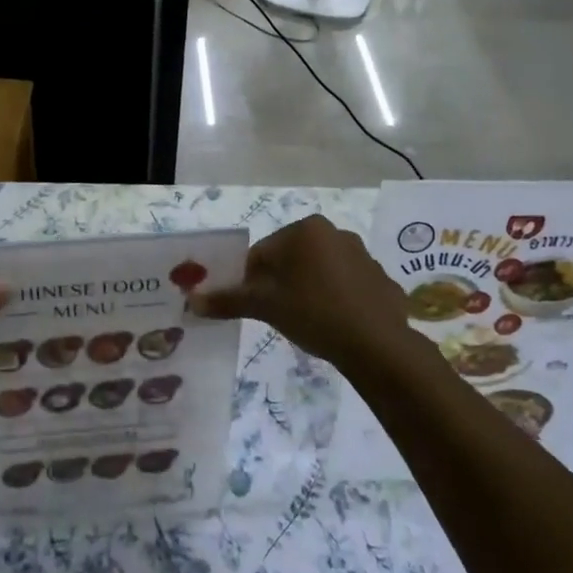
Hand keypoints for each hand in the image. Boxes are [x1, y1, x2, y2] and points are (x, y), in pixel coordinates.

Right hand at [189, 215, 410, 374]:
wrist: (375, 343)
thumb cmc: (312, 312)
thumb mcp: (264, 306)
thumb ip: (227, 300)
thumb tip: (192, 301)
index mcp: (304, 230)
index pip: (262, 253)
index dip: (250, 281)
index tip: (252, 306)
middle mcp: (334, 232)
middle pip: (291, 259)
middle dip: (280, 284)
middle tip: (277, 314)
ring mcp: (362, 254)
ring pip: (319, 271)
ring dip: (307, 290)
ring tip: (306, 321)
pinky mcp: (380, 278)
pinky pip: (346, 285)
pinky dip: (336, 299)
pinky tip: (334, 324)